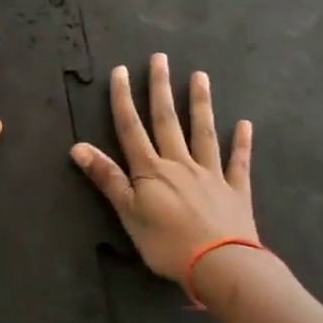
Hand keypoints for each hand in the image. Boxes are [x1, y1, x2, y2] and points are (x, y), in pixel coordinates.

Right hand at [71, 53, 257, 280]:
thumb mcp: (128, 213)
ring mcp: (210, 174)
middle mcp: (180, 163)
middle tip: (160, 58)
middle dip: (161, 89)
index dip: (123, 100)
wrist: (219, 263)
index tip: (120, 71)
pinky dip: (241, 143)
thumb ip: (107, 178)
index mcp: (150, 170)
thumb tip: (78, 147)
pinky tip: (244, 124)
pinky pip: (238, 162)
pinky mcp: (235, 190)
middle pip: (167, 121)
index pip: (132, 129)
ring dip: (200, 104)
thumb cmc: (166, 243)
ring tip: (200, 76)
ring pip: (203, 132)